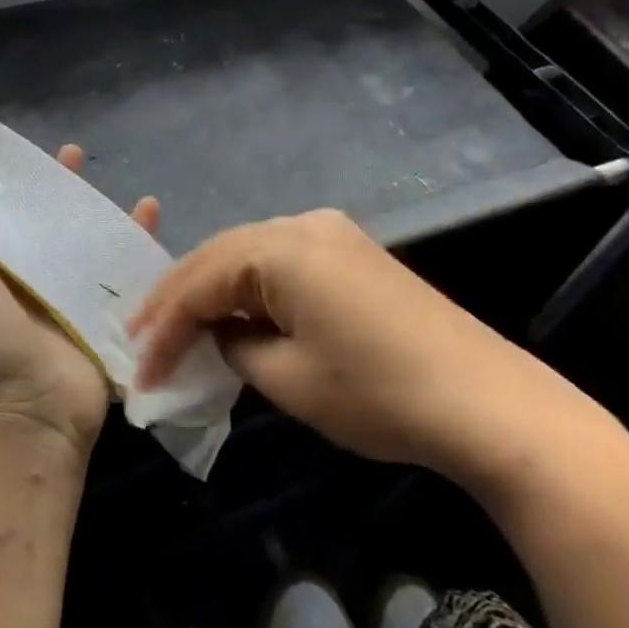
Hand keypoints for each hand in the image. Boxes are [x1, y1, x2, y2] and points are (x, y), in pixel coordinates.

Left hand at [0, 144, 159, 464]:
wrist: (25, 413)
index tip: (10, 146)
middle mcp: (22, 279)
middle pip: (42, 222)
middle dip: (53, 188)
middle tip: (71, 153)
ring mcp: (65, 294)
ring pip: (82, 237)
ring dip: (93, 206)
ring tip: (103, 171)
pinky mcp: (102, 309)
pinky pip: (122, 264)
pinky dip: (136, 237)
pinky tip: (151, 207)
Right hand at [128, 209, 598, 486]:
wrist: (488, 404)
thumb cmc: (378, 394)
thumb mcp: (287, 379)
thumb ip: (234, 347)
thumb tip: (220, 335)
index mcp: (280, 248)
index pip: (198, 284)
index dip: (162, 329)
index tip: (139, 372)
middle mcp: (301, 223)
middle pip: (217, 256)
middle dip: (177, 300)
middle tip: (143, 339)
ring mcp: (331, 233)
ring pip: (247, 255)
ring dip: (211, 290)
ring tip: (178, 327)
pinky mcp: (351, 252)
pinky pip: (280, 261)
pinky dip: (249, 288)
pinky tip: (235, 313)